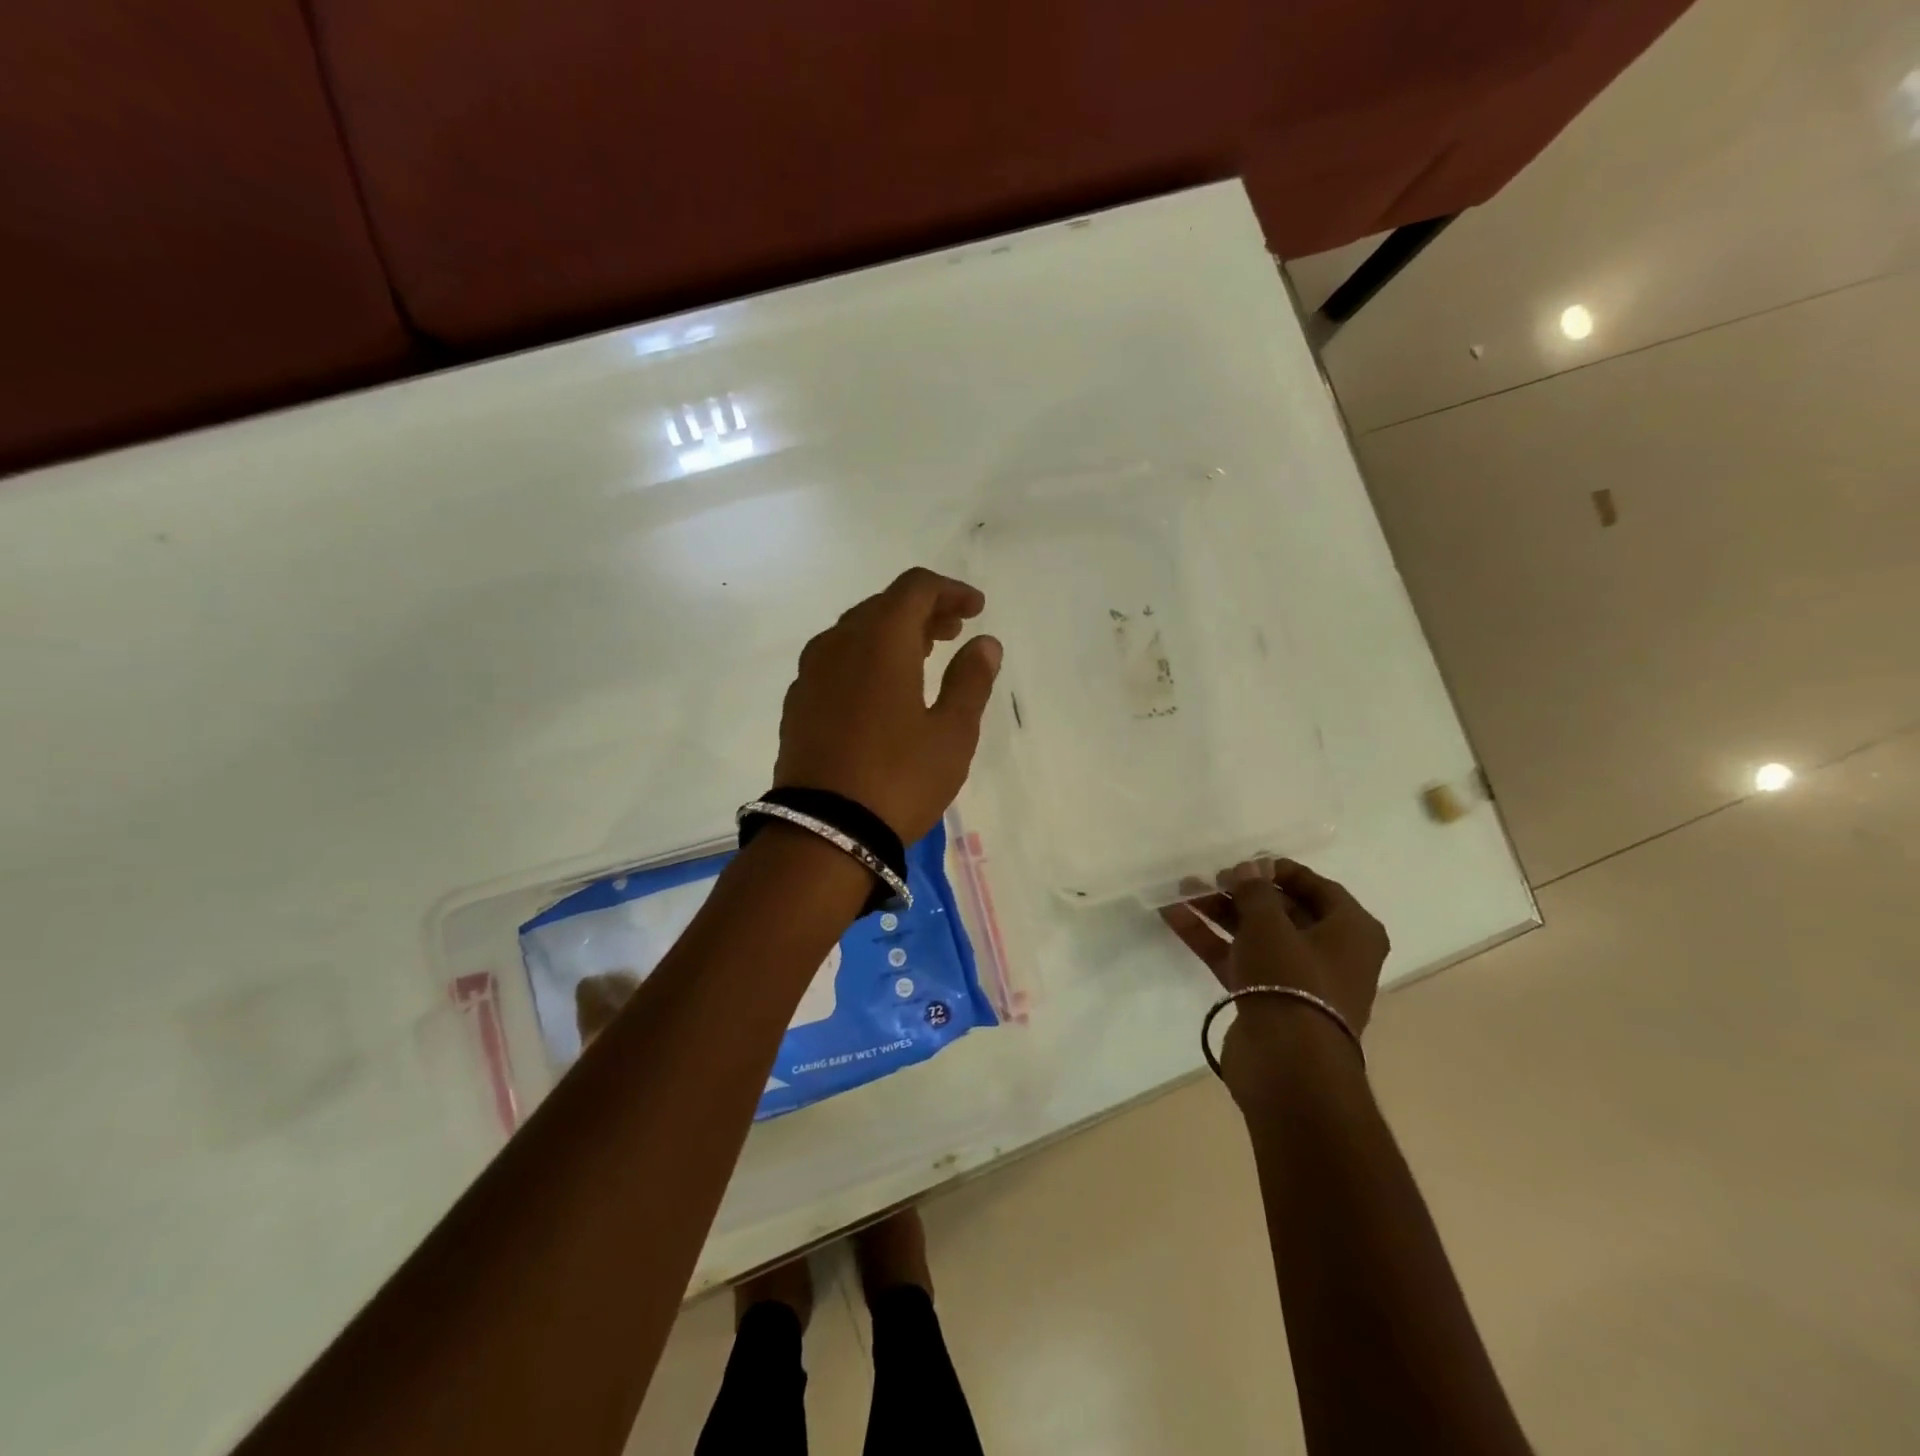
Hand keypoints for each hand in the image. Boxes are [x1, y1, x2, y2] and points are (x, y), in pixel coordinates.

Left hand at [773, 568, 1001, 842]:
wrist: (823, 832)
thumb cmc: (899, 778)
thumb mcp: (952, 733)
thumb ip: (971, 680)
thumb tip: (984, 643)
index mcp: (880, 640)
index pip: (915, 588)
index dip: (950, 590)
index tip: (976, 609)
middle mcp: (839, 643)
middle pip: (883, 605)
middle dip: (923, 611)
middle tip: (955, 631)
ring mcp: (811, 673)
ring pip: (856, 632)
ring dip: (892, 634)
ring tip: (923, 656)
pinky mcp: (798, 702)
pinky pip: (835, 661)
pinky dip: (865, 658)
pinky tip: (880, 690)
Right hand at [1160, 857, 1389, 1046]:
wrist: (1288, 1064)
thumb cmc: (1294, 980)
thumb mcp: (1271, 925)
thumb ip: (1256, 891)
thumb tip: (1249, 869)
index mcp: (1352, 931)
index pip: (1318, 887)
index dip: (1279, 871)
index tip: (1243, 862)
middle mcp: (1330, 953)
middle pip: (1282, 911)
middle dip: (1241, 893)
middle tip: (1207, 878)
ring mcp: (1297, 979)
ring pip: (1255, 935)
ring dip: (1219, 913)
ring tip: (1180, 892)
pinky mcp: (1267, 1000)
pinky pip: (1238, 959)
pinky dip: (1211, 940)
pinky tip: (1175, 918)